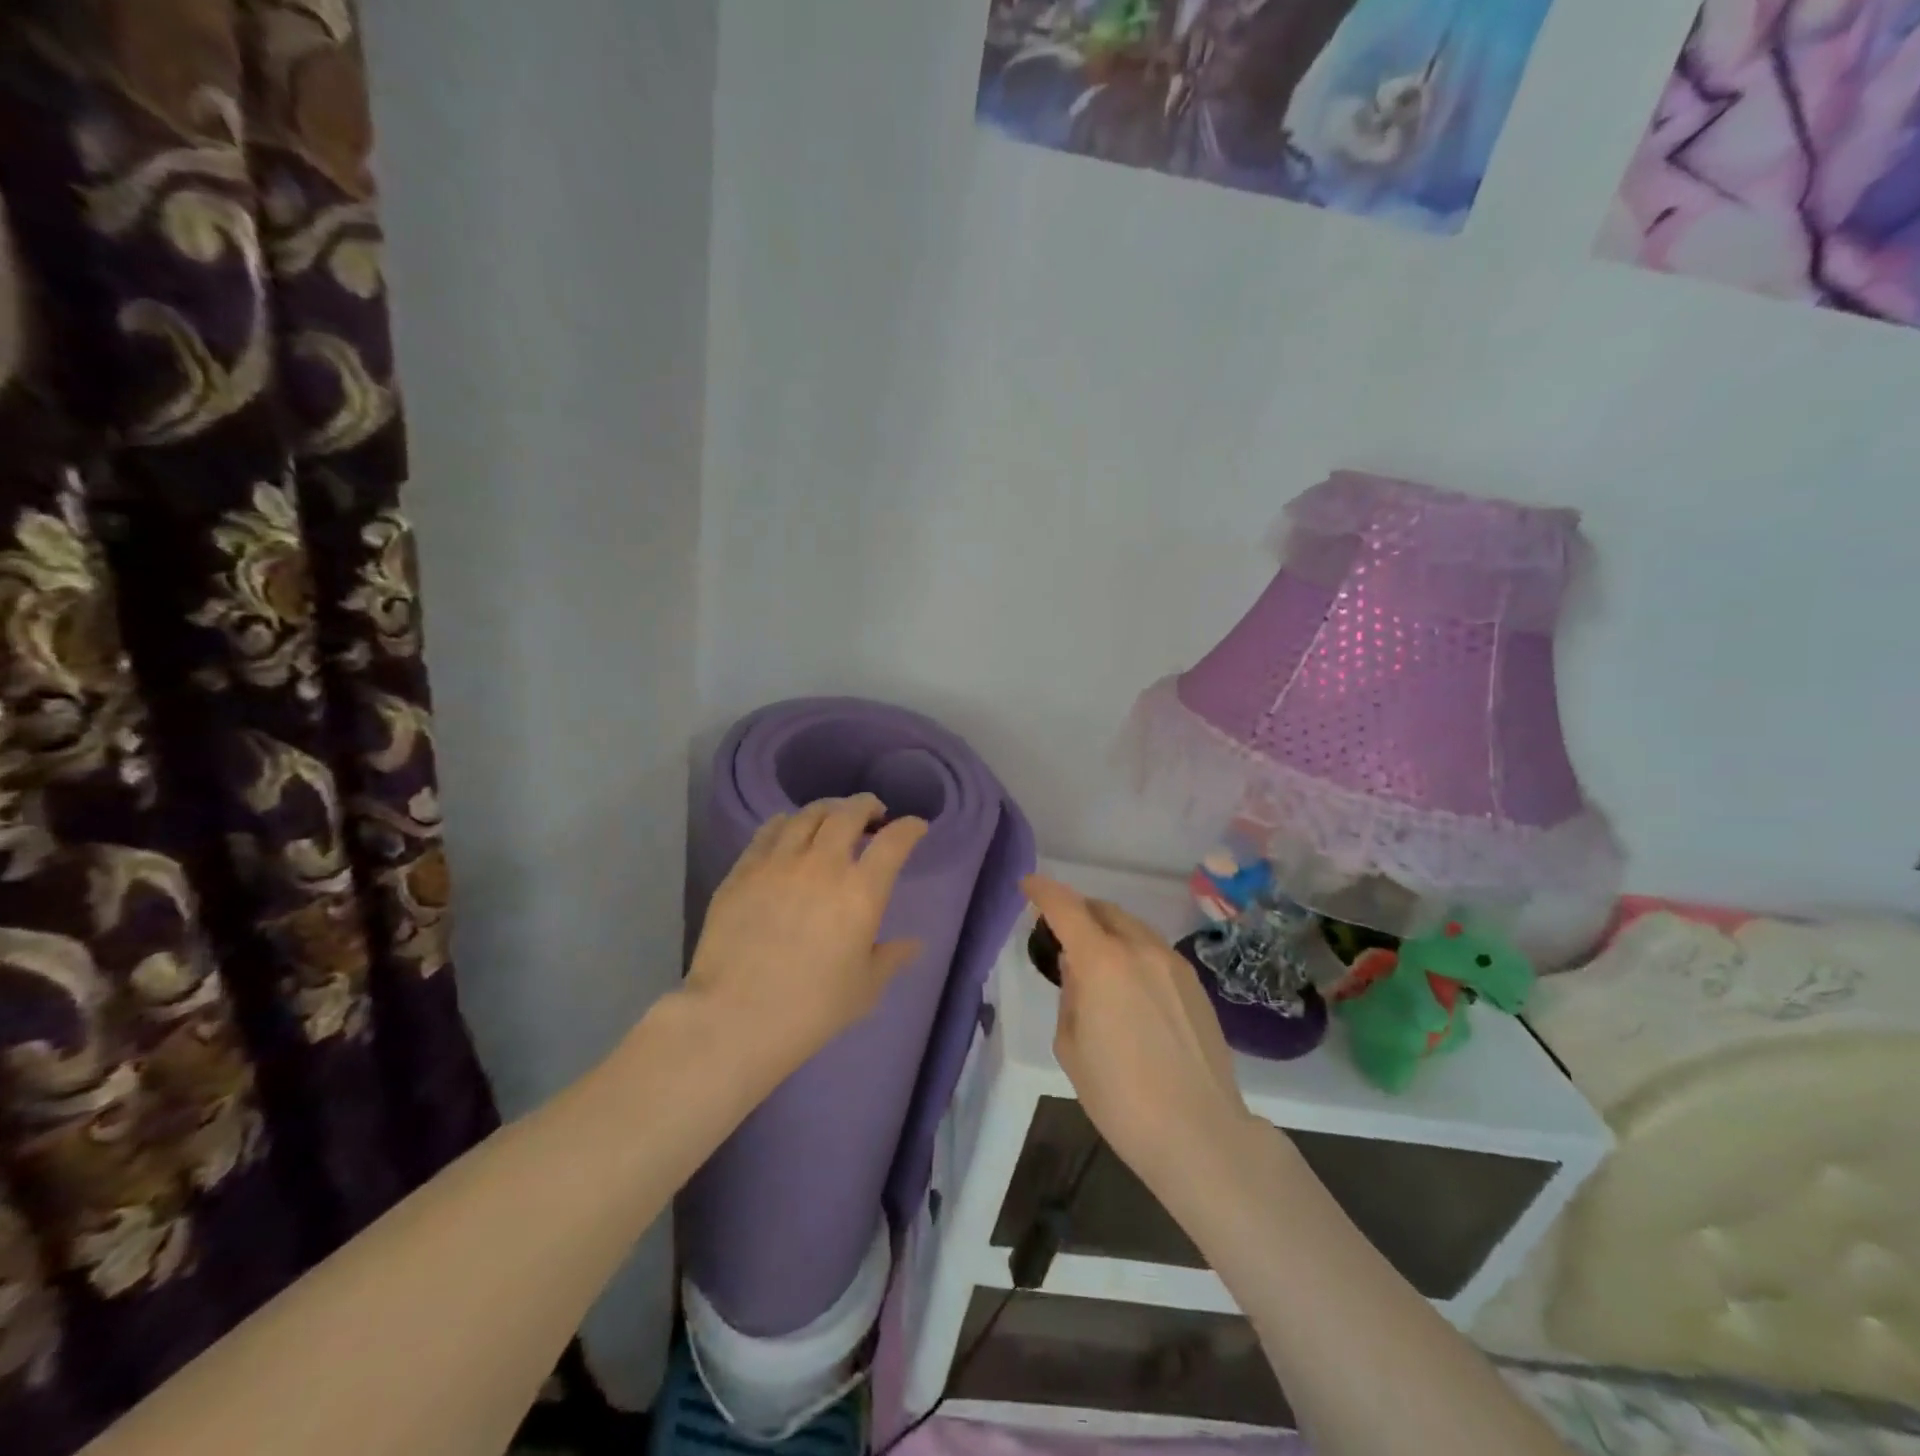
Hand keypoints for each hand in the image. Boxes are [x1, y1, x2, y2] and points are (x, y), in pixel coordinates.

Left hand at [686, 794, 928, 1077]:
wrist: (735, 1017)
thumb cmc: (812, 1008)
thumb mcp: (864, 988)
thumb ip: (891, 958)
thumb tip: (913, 944)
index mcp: (861, 891)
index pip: (894, 842)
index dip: (909, 828)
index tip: (915, 827)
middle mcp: (823, 865)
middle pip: (848, 813)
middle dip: (867, 805)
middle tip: (873, 813)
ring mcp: (778, 863)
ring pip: (807, 815)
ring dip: (827, 809)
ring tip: (832, 816)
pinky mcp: (743, 871)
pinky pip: (768, 832)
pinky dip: (786, 822)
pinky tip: (788, 828)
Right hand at [1023, 875, 1253, 1194]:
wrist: (1200, 1133)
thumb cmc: (1121, 1097)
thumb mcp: (1072, 1047)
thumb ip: (1071, 995)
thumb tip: (1078, 968)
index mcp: (1102, 962)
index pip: (1066, 907)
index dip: (1043, 890)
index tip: (1028, 885)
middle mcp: (1140, 950)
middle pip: (1103, 910)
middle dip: (1078, 910)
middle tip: (1061, 930)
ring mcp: (1173, 964)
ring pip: (1133, 928)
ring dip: (1108, 931)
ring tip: (1095, 959)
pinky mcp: (1195, 984)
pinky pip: (1154, 951)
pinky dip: (1133, 951)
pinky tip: (1129, 985)